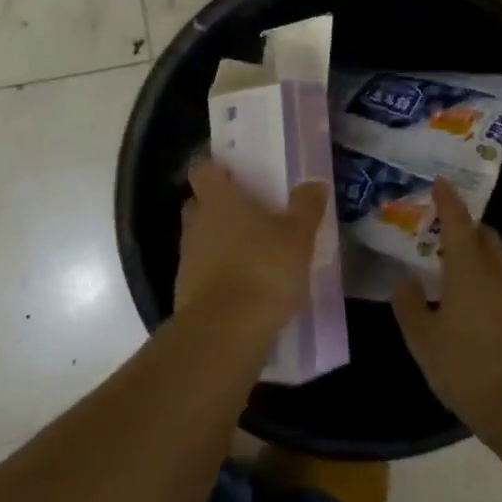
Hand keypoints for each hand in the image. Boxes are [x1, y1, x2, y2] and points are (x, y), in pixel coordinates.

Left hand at [175, 159, 327, 345]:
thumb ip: (306, 207)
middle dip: (219, 205)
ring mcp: (187, 258)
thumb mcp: (297, 237)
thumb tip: (314, 183)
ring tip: (252, 251)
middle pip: (199, 203)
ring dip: (220, 241)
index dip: (215, 168)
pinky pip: (202, 271)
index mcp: (218, 199)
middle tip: (249, 211)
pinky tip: (244, 285)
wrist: (225, 333)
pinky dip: (218, 273)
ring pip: (201, 238)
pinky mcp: (186, 292)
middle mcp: (196, 222)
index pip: (202, 169)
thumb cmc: (262, 269)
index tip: (233, 172)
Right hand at [394, 180, 501, 444]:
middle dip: (465, 225)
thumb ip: (410, 306)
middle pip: (484, 236)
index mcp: (469, 270)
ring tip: (445, 263)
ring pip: (493, 261)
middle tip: (439, 226)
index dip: (448, 200)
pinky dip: (480, 278)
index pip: (458, 222)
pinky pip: (498, 284)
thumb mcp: (425, 340)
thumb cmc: (470, 368)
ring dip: (473, 253)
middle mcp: (495, 275)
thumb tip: (405, 280)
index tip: (439, 181)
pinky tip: (463, 299)